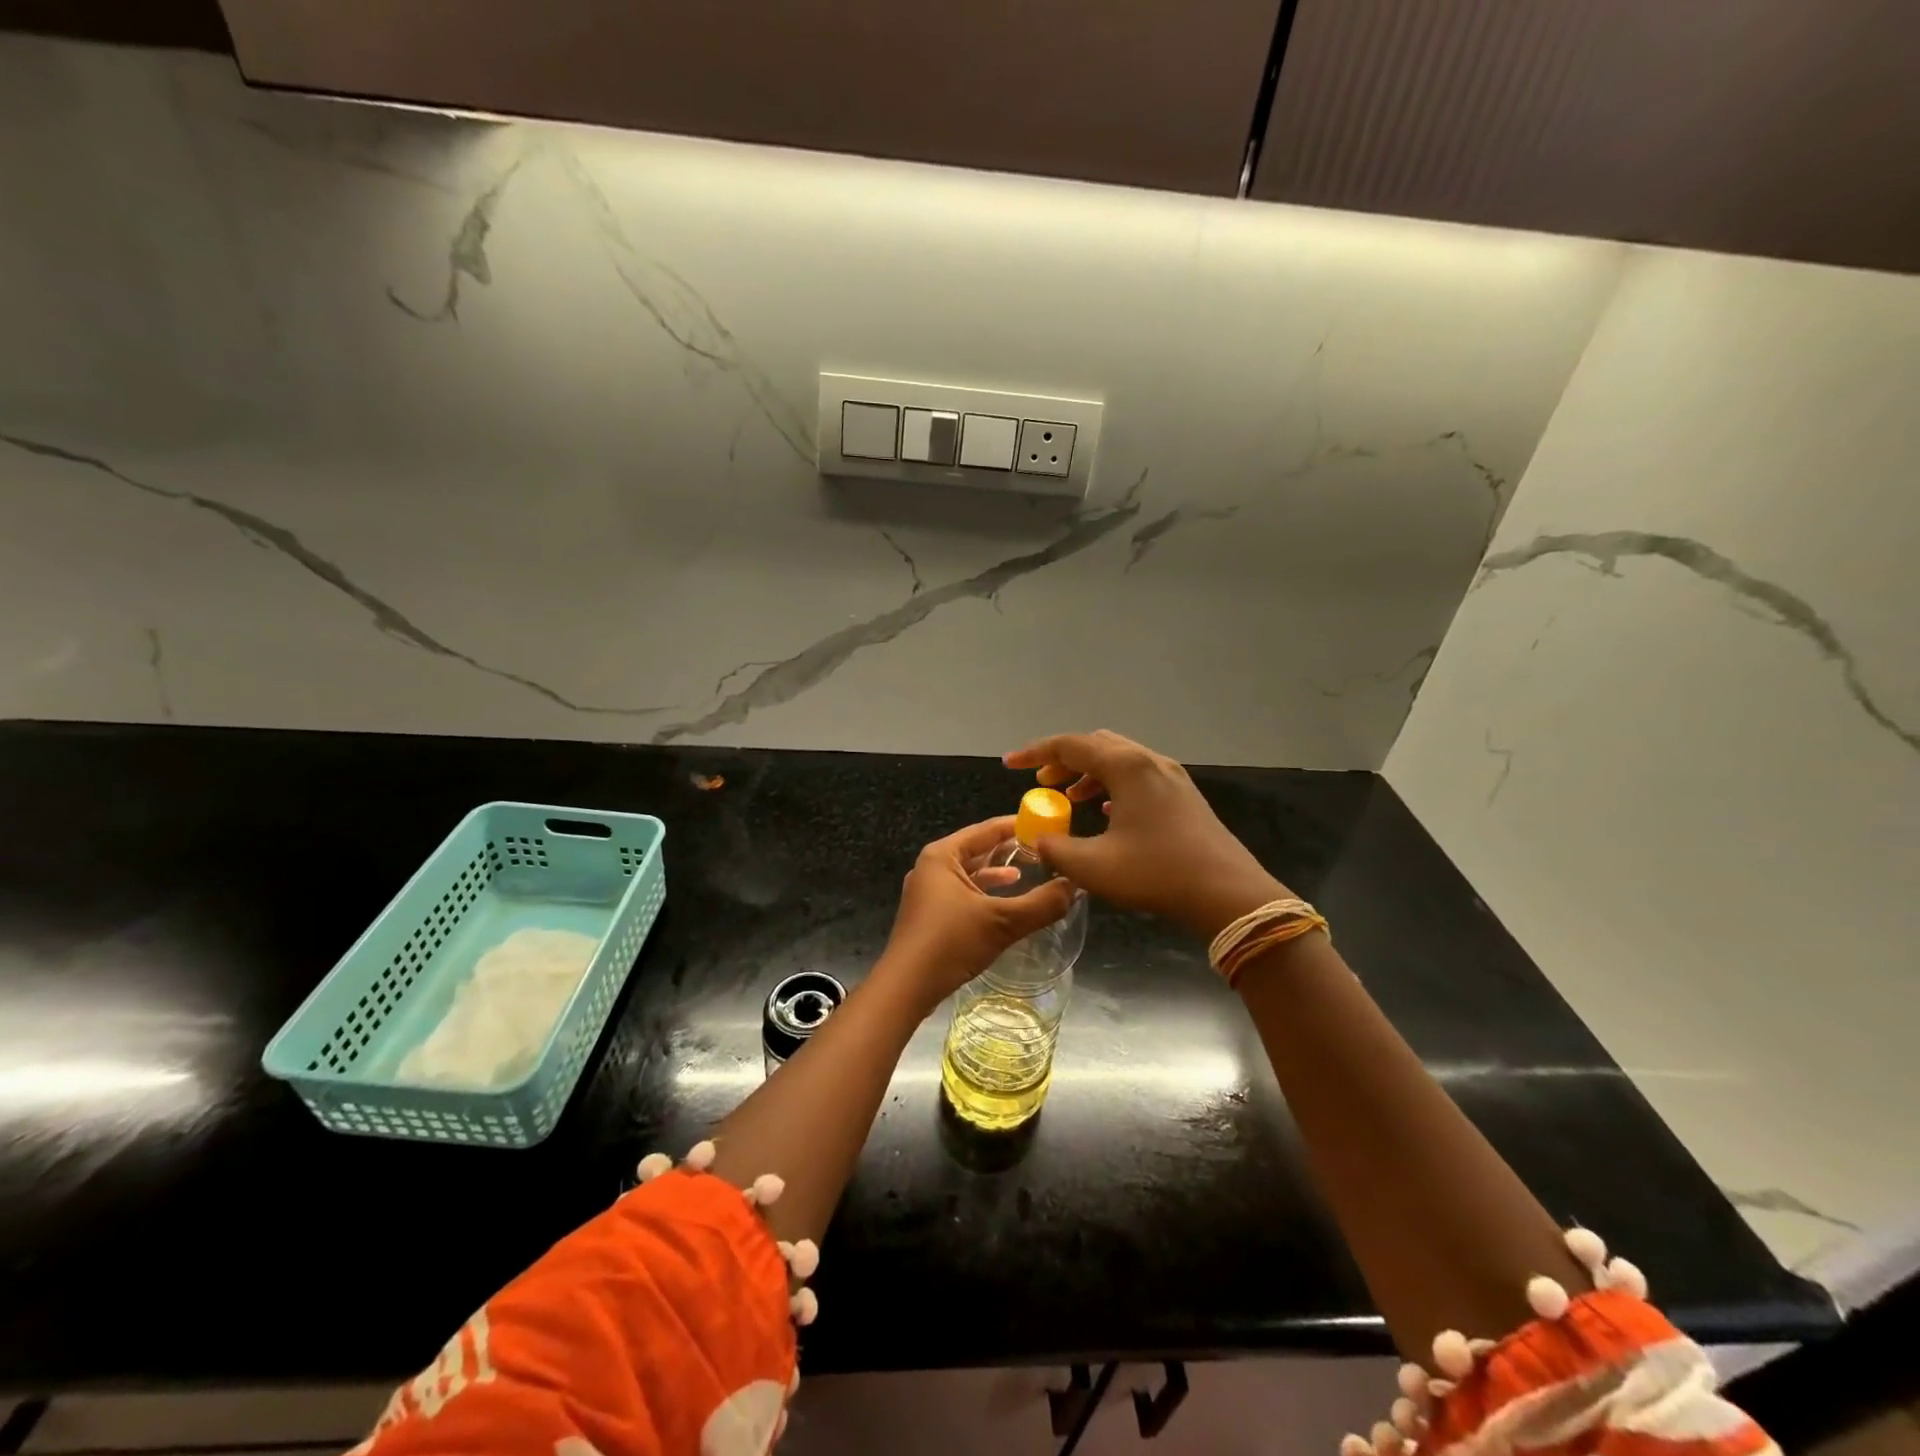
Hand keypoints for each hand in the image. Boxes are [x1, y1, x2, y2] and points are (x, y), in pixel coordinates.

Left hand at [877, 815, 1076, 1014]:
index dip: (1018, 826)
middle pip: (977, 848)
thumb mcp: (1002, 922)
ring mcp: (927, 891)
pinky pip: (962, 892)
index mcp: (943, 855)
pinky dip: (984, 893)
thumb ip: (1042, 904)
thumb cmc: (950, 943)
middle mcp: (932, 866)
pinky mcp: (928, 914)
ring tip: (1027, 872)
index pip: (986, 829)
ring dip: (997, 873)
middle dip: (1009, 850)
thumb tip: (1075, 885)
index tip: (1047, 826)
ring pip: (969, 873)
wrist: (905, 987)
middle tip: (1043, 850)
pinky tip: (1003, 902)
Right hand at [1003, 730, 1288, 938]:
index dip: (1035, 754)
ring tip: (1068, 797)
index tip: (1010, 765)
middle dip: (1062, 760)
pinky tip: (1105, 812)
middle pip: (1096, 745)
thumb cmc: (1157, 873)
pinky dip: (1112, 785)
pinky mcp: (1184, 795)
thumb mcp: (1094, 867)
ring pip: (1119, 760)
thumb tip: (1039, 840)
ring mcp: (1171, 776)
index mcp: (1126, 767)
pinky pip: (1138, 777)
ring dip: (1088, 773)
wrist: (1228, 894)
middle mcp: (1149, 761)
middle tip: (1041, 784)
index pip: (1069, 746)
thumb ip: (1056, 849)